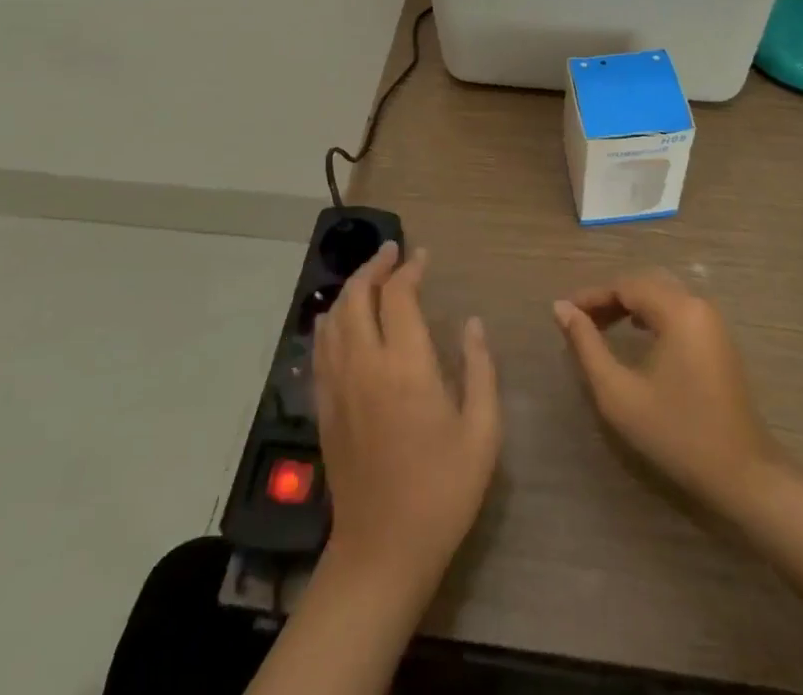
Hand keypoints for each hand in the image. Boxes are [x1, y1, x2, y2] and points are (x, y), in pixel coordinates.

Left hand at [314, 244, 500, 596]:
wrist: (382, 551)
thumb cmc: (441, 491)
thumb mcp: (481, 433)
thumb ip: (480, 370)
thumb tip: (472, 324)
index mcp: (406, 366)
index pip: (399, 295)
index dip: (410, 268)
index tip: (423, 256)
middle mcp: (364, 364)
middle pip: (357, 295)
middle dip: (374, 265)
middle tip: (392, 251)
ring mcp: (337, 385)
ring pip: (333, 316)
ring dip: (351, 288)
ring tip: (371, 276)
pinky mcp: (324, 406)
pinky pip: (320, 346)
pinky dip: (331, 319)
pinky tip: (341, 318)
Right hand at [554, 269, 781, 511]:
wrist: (743, 476)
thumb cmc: (676, 433)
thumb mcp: (619, 393)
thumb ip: (587, 346)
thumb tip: (561, 308)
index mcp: (678, 310)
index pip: (625, 285)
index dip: (592, 296)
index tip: (564, 312)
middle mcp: (698, 305)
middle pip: (645, 284)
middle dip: (610, 298)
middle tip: (580, 320)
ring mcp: (713, 322)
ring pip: (662, 295)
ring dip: (630, 305)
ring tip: (601, 327)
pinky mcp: (719, 340)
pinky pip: (678, 310)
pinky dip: (652, 314)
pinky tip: (637, 334)